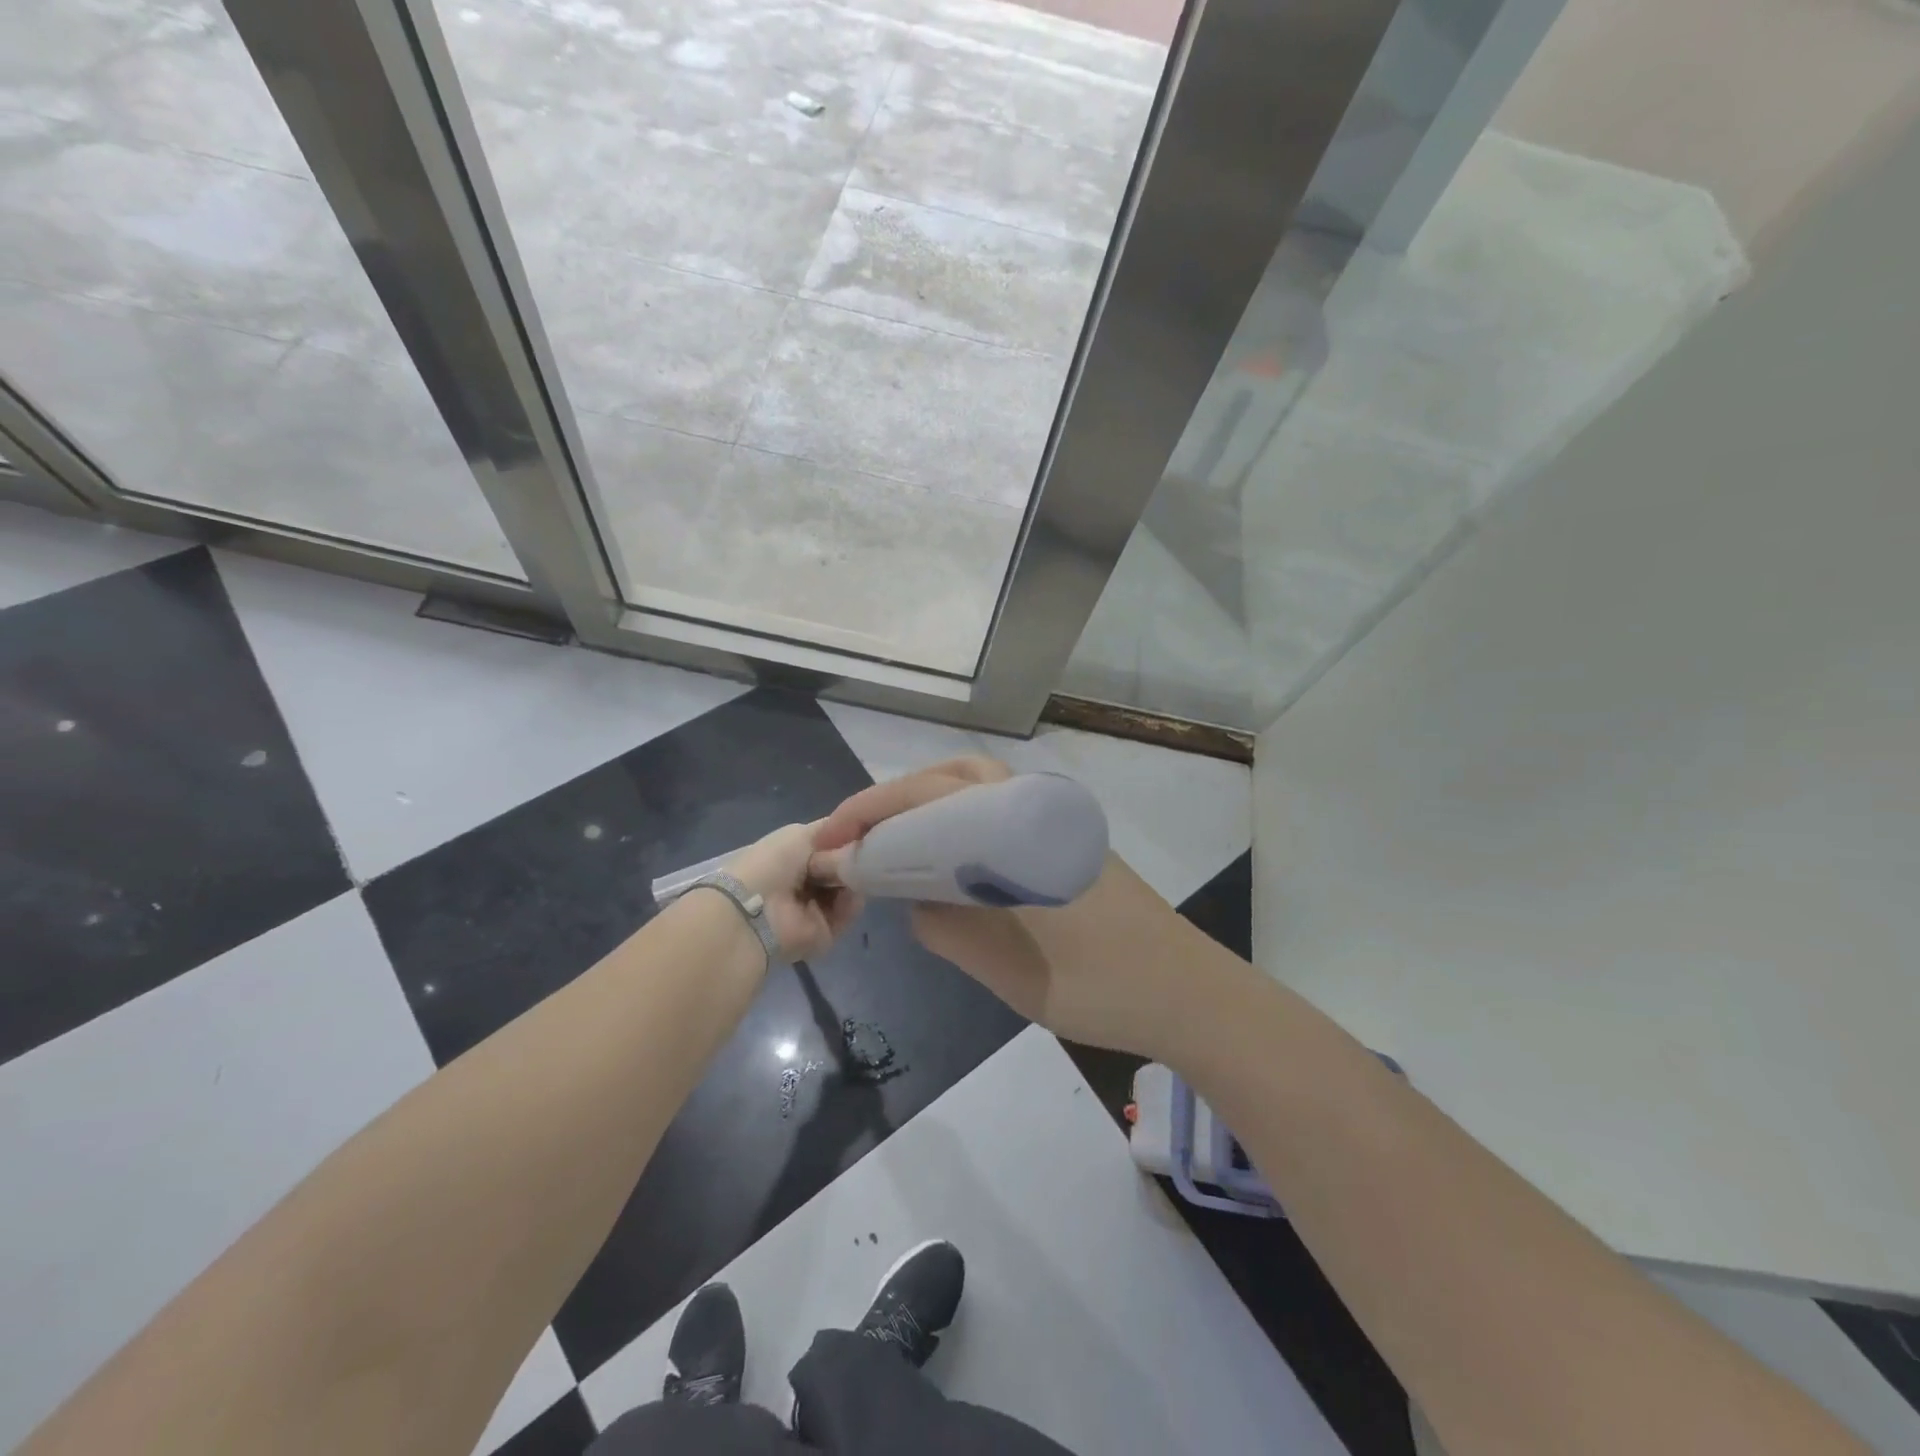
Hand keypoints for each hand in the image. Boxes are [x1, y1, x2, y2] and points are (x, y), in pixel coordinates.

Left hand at [725, 822, 863, 962]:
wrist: (758, 909)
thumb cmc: (774, 863)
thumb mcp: (802, 834)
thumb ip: (832, 832)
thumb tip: (856, 833)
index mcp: (795, 858)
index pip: (831, 847)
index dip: (847, 839)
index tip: (862, 833)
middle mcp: (806, 883)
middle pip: (843, 869)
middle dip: (852, 860)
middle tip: (859, 856)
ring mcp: (815, 909)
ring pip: (850, 890)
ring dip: (854, 880)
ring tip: (853, 874)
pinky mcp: (824, 933)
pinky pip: (847, 914)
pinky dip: (851, 903)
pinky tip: (849, 894)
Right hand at [814, 759, 1229, 1063]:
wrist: (1185, 993)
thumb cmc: (1096, 983)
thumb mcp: (1005, 966)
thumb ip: (945, 925)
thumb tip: (914, 897)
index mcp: (1017, 825)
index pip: (928, 796)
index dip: (871, 811)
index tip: (830, 838)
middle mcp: (1036, 806)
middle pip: (953, 775)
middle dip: (896, 797)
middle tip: (857, 834)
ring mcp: (1057, 820)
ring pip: (980, 788)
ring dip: (929, 802)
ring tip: (892, 841)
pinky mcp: (1069, 840)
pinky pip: (1001, 810)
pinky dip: (960, 817)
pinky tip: (947, 856)